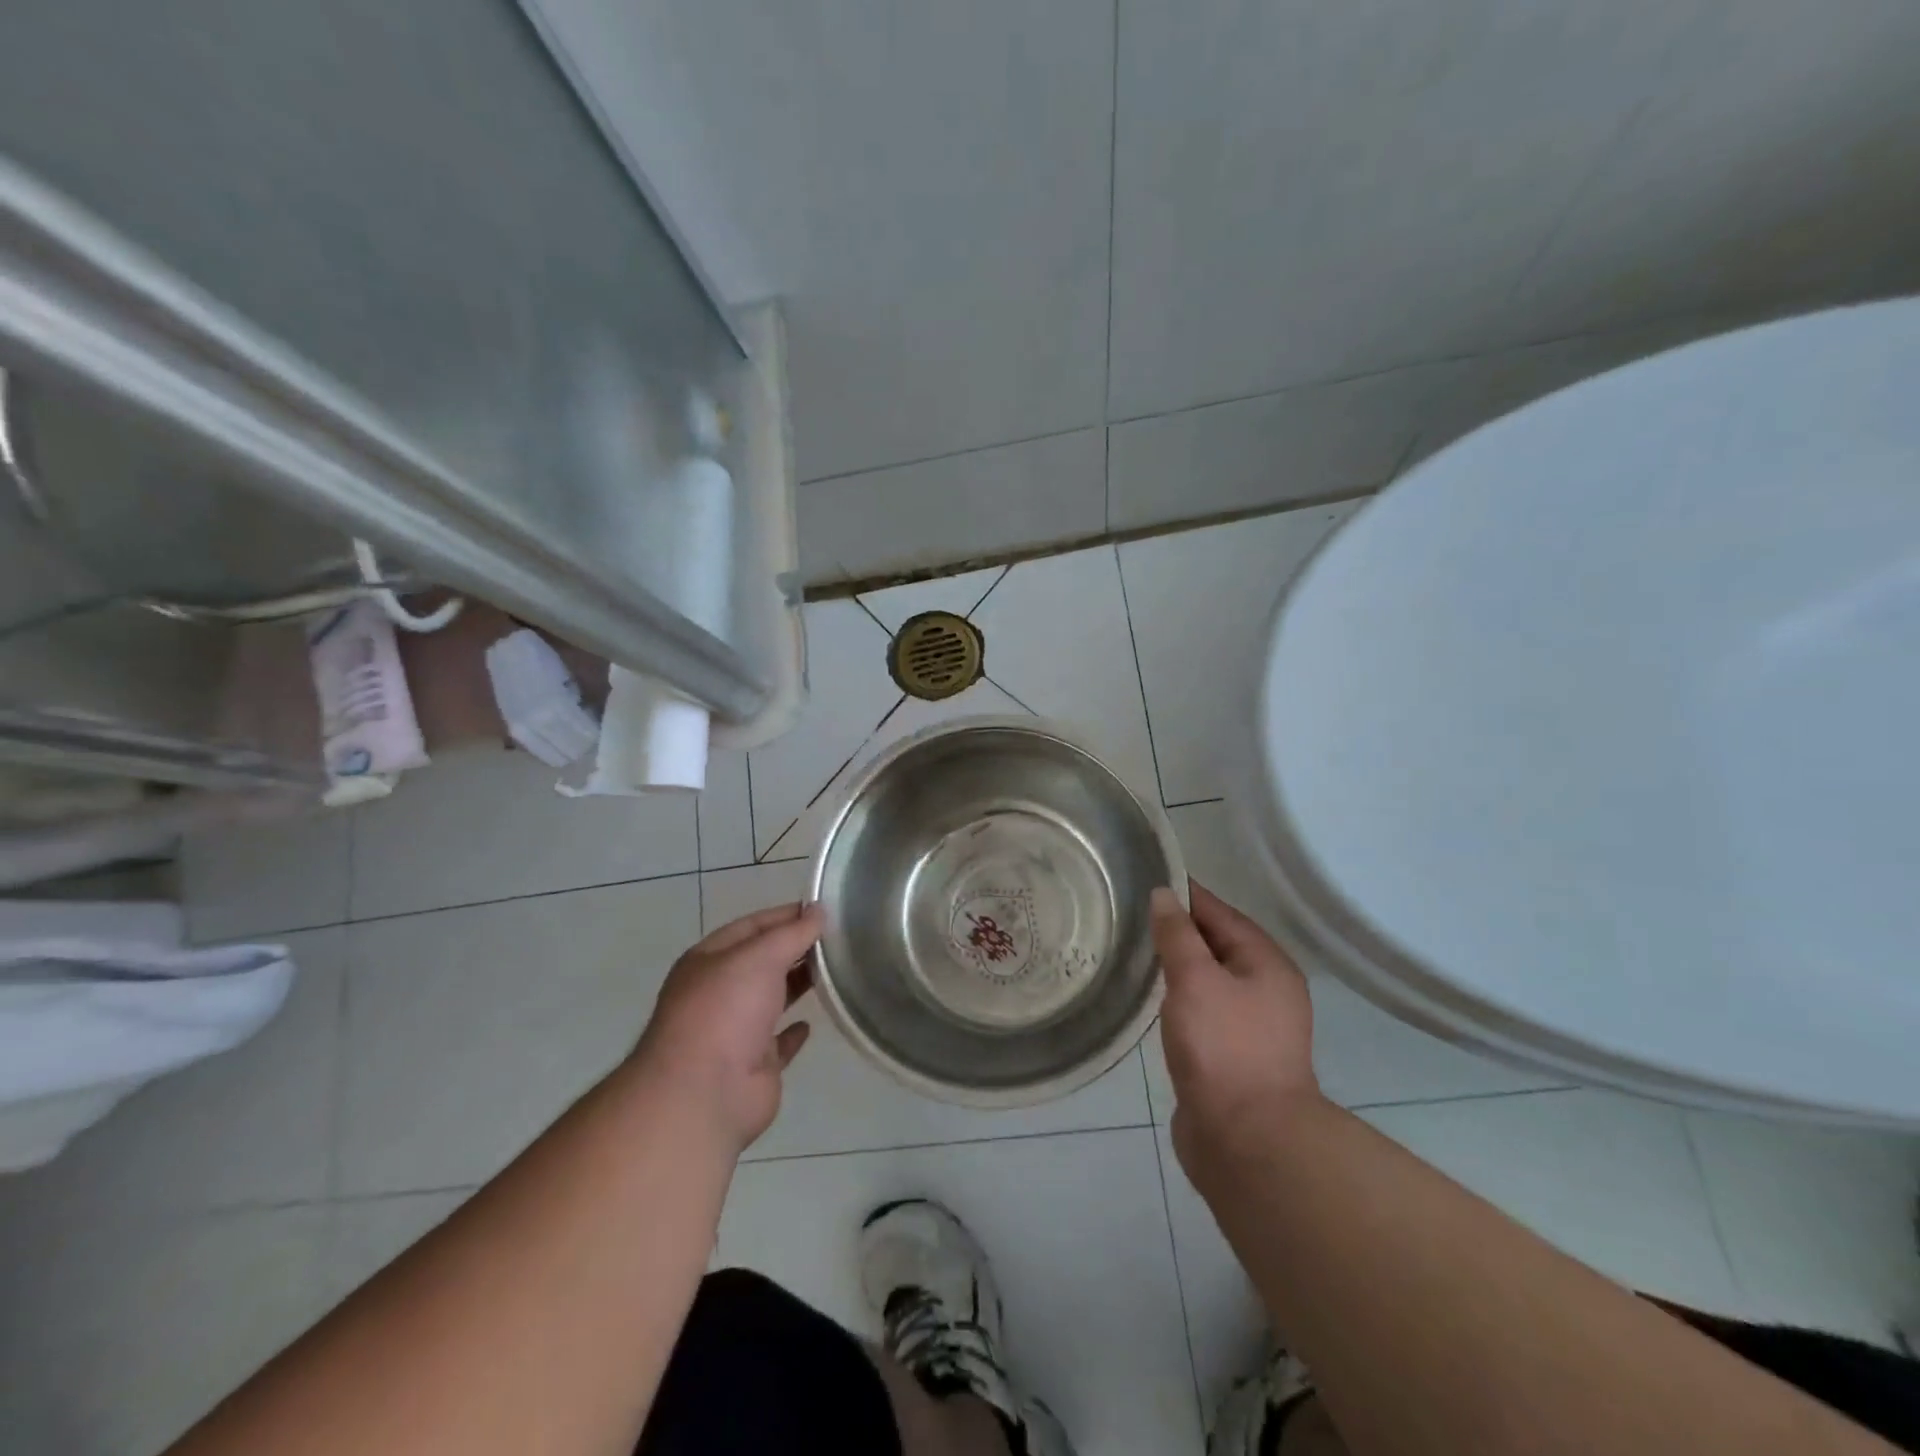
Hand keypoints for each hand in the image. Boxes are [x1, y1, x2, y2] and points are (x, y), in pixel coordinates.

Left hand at [633, 902, 823, 1154]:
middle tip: (837, 938)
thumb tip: (818, 910)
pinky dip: (792, 1033)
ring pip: (771, 1000)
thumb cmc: (726, 1010)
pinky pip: (777, 1044)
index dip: (785, 916)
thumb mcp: (760, 956)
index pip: (751, 926)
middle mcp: (718, 993)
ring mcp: (734, 1032)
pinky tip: (811, 1023)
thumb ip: (792, 933)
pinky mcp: (754, 1067)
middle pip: (761, 962)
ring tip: (833, 970)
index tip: (822, 911)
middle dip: (794, 948)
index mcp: (708, 961)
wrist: (705, 1094)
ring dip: (796, 984)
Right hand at [1151, 882, 1320, 1178]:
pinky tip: (1151, 995)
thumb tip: (1164, 895)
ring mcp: (1249, 1026)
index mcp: (1267, 965)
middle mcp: (1265, 990)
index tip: (1148, 877)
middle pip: (1217, 944)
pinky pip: (1201, 1009)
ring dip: (1177, 963)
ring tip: (1135, 947)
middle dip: (1179, 928)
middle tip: (1131, 911)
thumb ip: (1177, 934)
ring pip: (1208, 979)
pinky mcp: (1229, 1056)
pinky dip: (1178, 996)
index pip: (1222, 914)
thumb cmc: (1224, 1048)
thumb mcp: (1196, 979)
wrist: (1247, 1141)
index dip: (1186, 894)